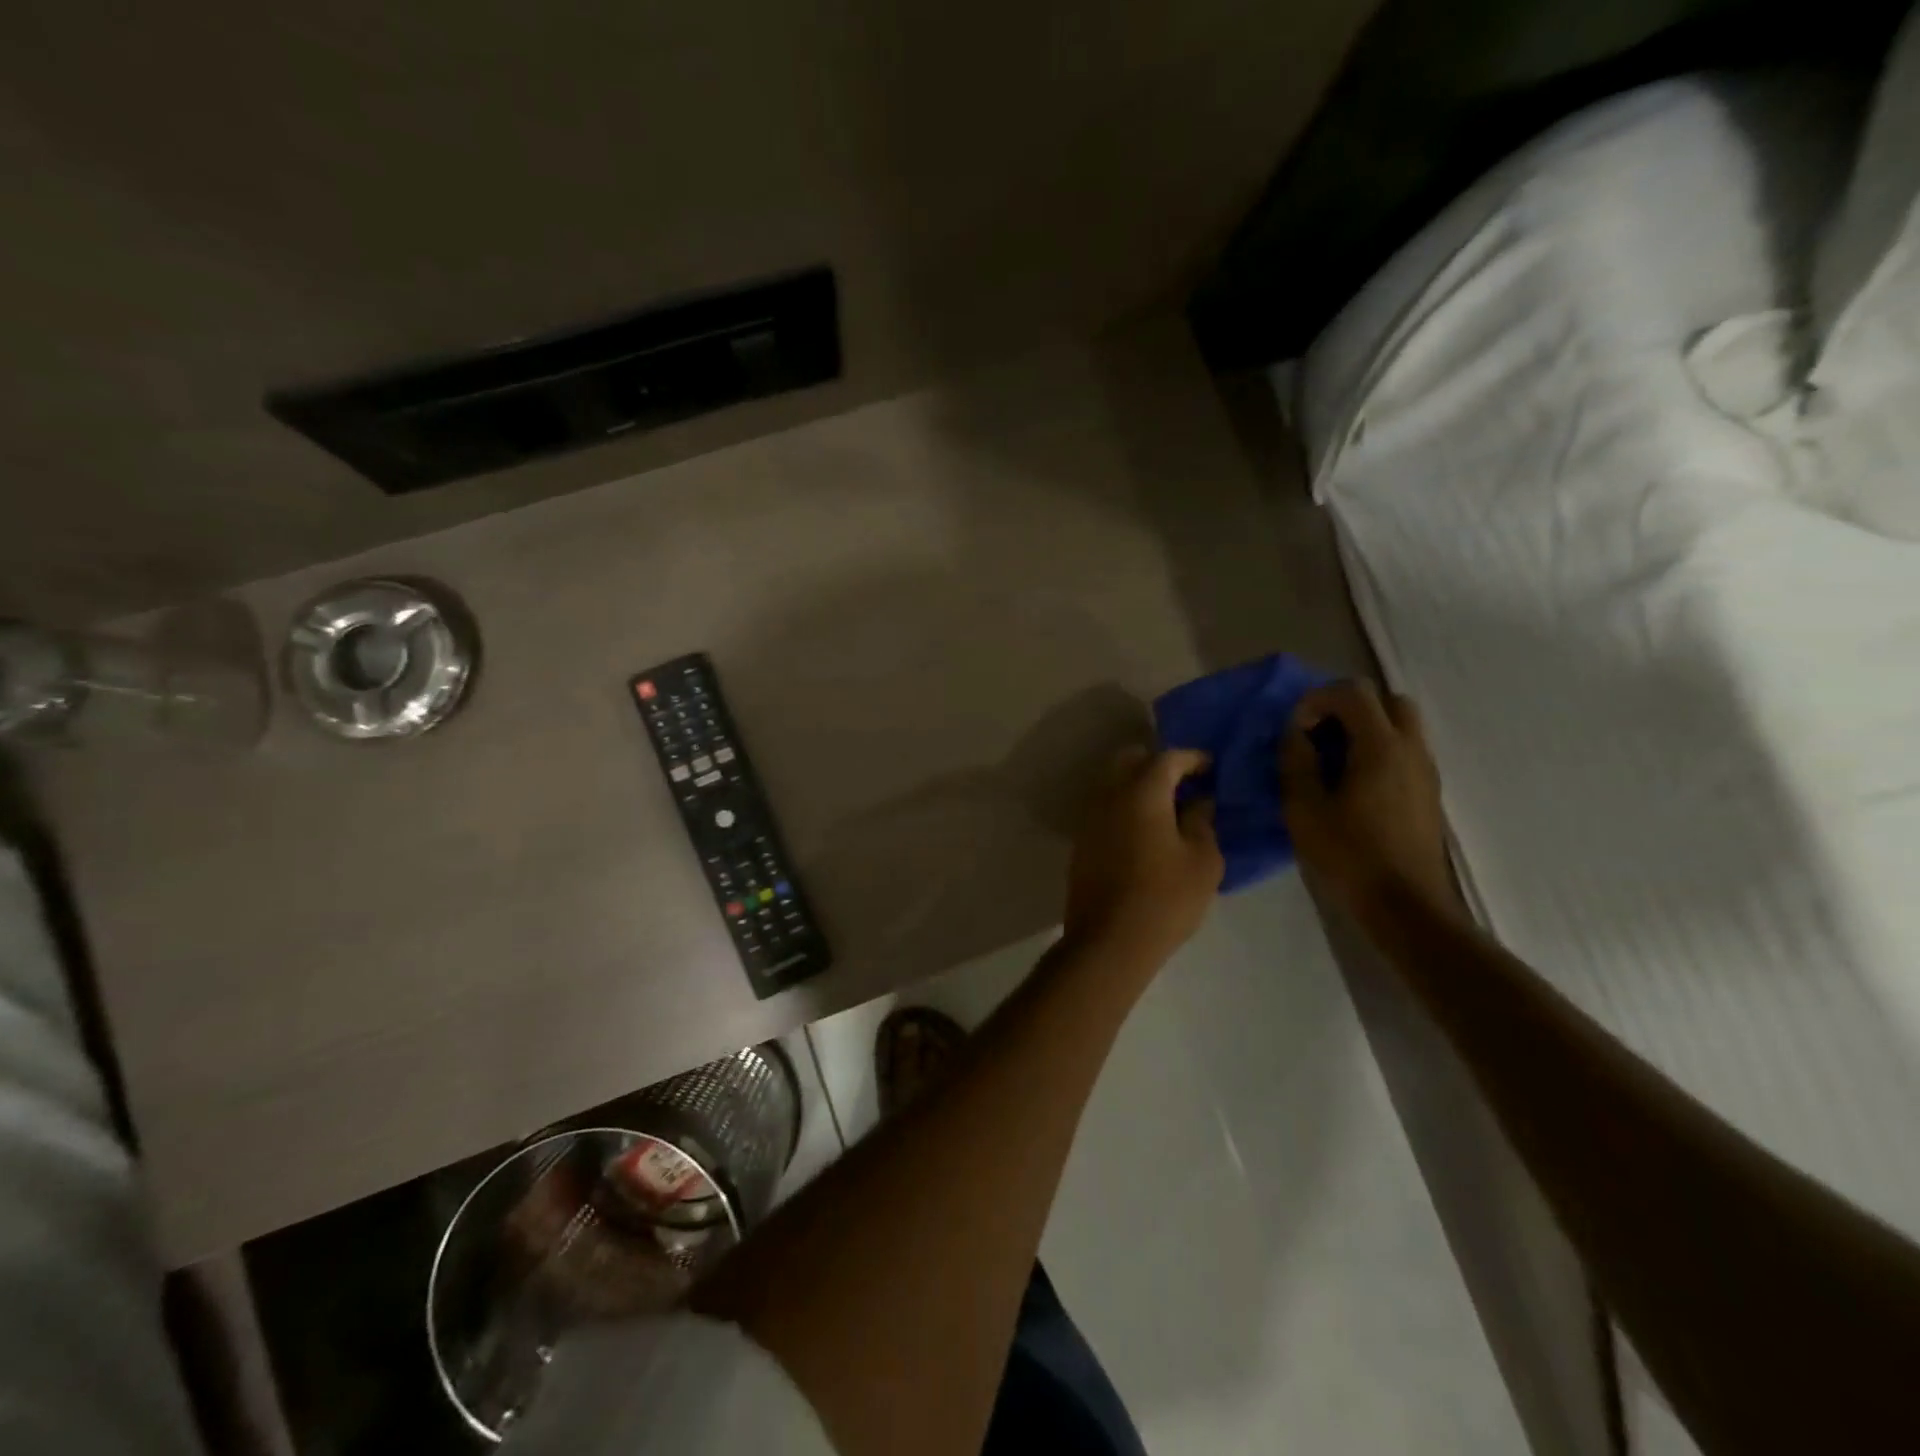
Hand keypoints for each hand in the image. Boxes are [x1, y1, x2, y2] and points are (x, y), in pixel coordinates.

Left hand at [1063, 746, 1223, 965]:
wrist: (1109, 941)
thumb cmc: (1165, 899)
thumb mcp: (1202, 861)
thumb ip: (1202, 822)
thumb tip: (1198, 802)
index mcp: (1141, 793)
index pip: (1167, 758)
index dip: (1192, 758)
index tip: (1210, 768)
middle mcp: (1109, 796)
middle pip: (1130, 760)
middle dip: (1157, 764)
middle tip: (1185, 783)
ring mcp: (1090, 818)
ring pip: (1113, 783)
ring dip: (1138, 786)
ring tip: (1168, 809)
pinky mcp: (1082, 842)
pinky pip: (1105, 808)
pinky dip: (1125, 807)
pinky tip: (1146, 831)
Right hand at [1280, 681, 1457, 922]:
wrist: (1406, 904)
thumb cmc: (1350, 854)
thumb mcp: (1304, 808)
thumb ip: (1295, 761)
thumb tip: (1294, 733)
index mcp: (1381, 746)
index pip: (1352, 692)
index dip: (1316, 700)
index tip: (1295, 730)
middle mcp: (1411, 748)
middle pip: (1386, 699)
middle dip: (1347, 706)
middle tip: (1319, 734)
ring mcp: (1425, 769)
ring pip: (1400, 723)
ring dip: (1364, 727)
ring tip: (1332, 759)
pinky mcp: (1428, 791)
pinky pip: (1404, 749)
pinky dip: (1377, 748)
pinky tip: (1353, 783)